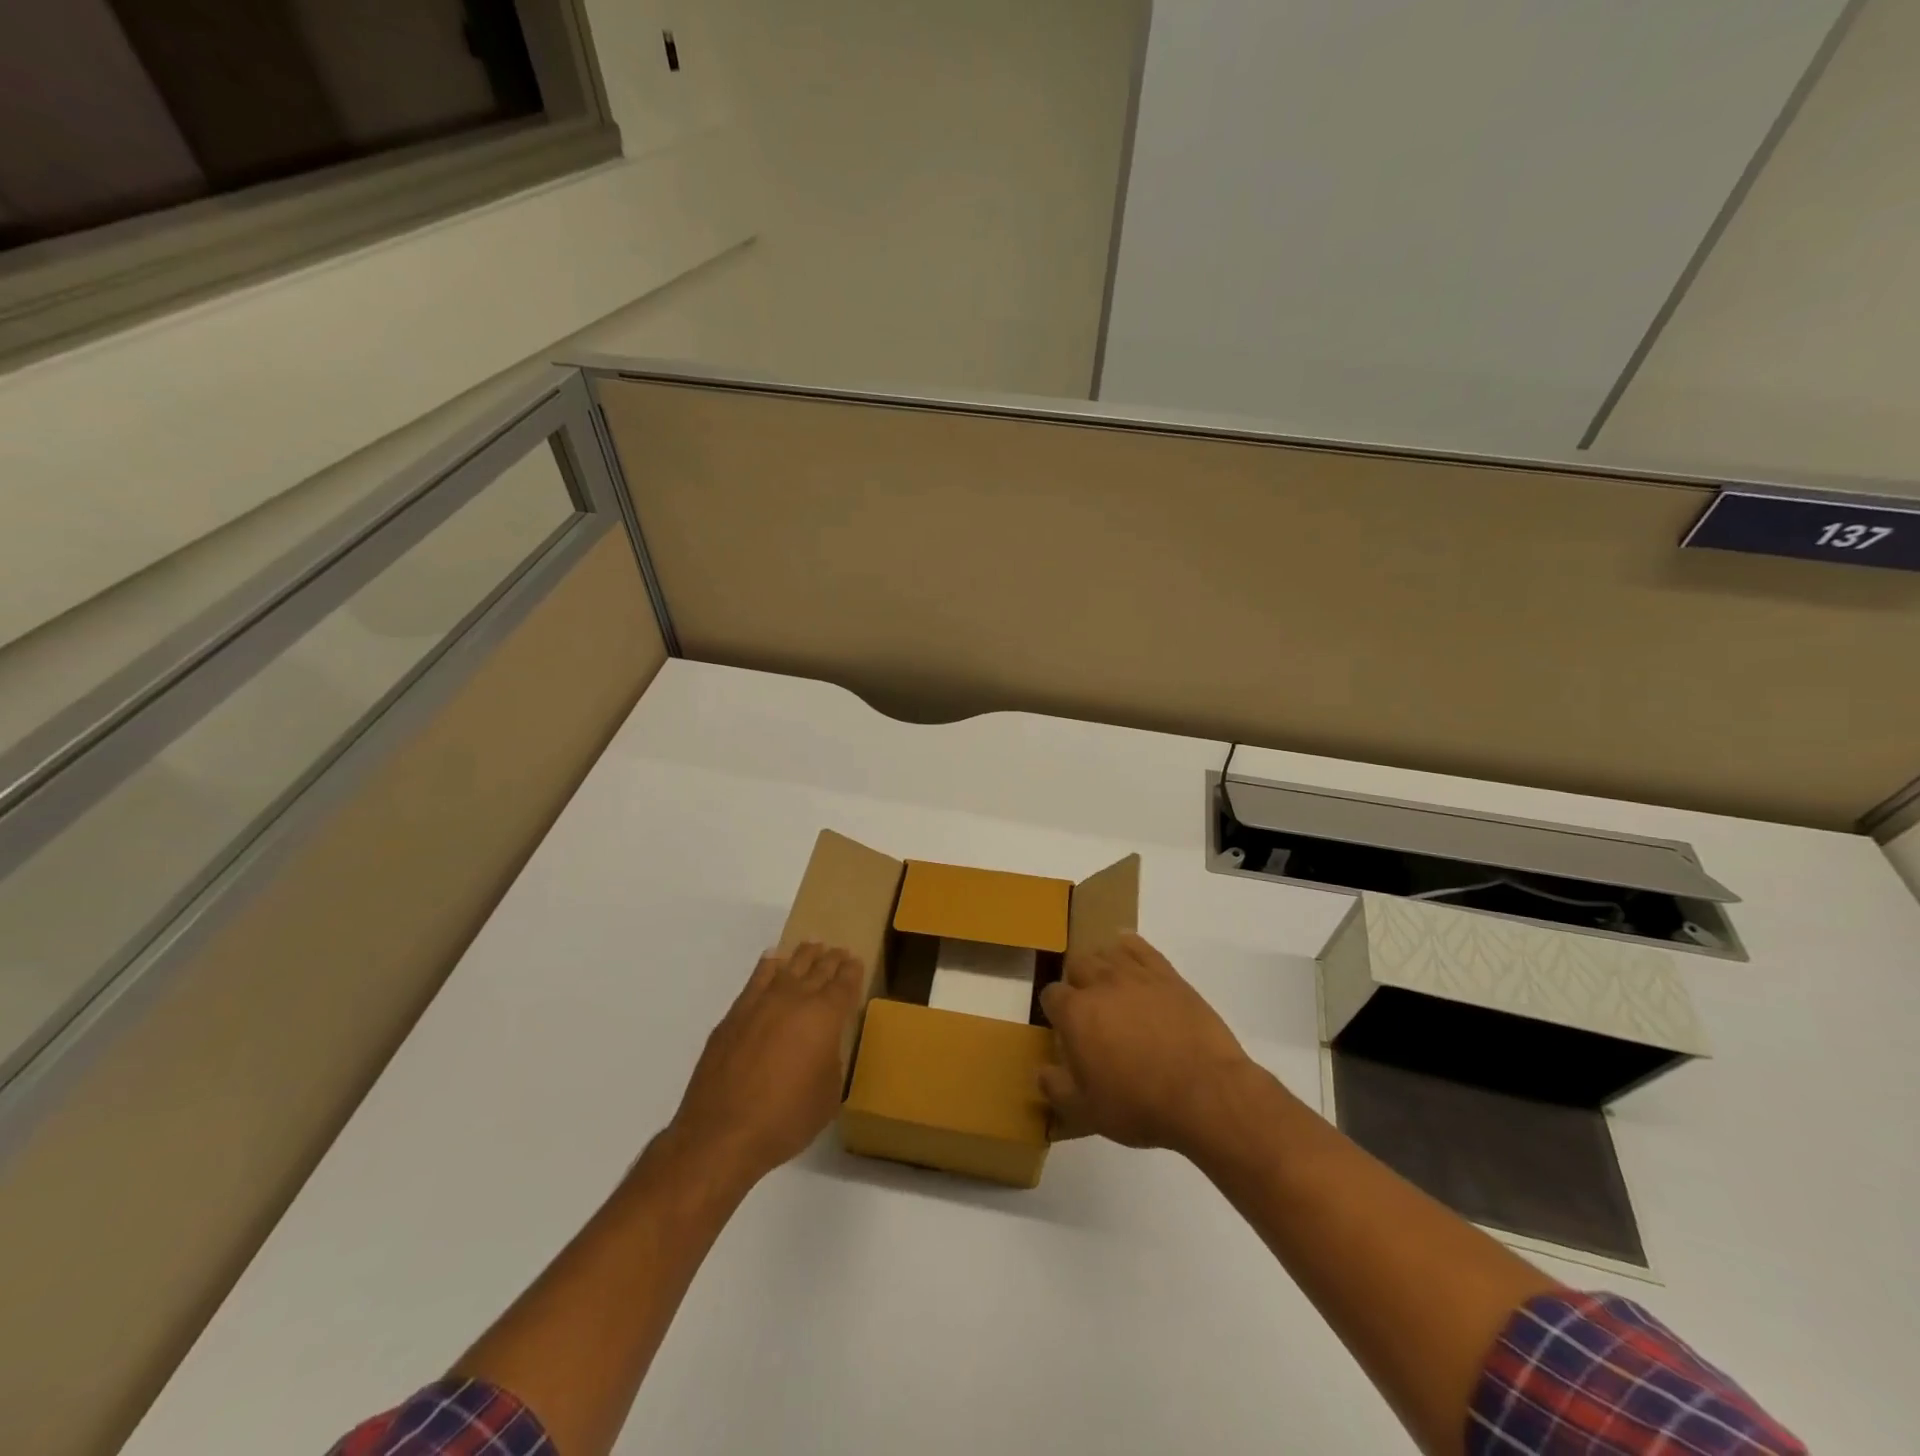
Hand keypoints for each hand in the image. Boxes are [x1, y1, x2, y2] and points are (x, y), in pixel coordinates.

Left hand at [667, 943, 863, 1185]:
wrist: (723, 1132)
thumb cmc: (787, 1118)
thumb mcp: (828, 1094)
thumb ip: (831, 1060)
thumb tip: (822, 1048)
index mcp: (826, 1016)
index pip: (844, 983)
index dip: (852, 971)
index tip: (855, 962)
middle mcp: (796, 999)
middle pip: (818, 968)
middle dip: (831, 959)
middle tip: (839, 952)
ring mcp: (762, 1002)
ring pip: (789, 966)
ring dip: (804, 955)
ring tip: (812, 947)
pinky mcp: (735, 1014)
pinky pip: (757, 978)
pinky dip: (769, 965)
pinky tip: (773, 960)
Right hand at [1038, 932, 1252, 1154]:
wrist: (1205, 1093)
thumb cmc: (1140, 1105)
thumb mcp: (1087, 1112)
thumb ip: (1056, 1089)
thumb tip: (1041, 1071)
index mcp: (1076, 1013)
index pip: (1051, 994)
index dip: (1055, 1010)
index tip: (1063, 1028)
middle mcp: (1100, 984)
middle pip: (1077, 964)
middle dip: (1077, 982)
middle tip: (1088, 1009)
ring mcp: (1136, 975)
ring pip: (1107, 952)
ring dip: (1102, 965)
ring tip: (1110, 987)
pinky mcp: (1168, 975)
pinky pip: (1141, 947)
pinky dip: (1130, 947)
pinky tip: (1129, 954)